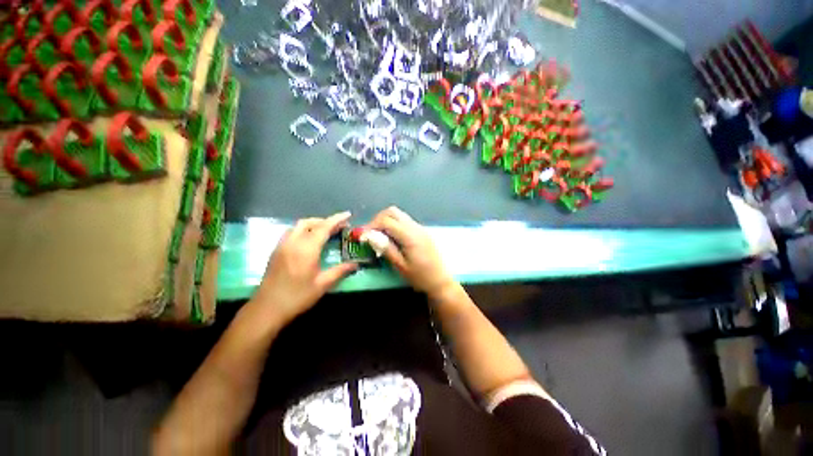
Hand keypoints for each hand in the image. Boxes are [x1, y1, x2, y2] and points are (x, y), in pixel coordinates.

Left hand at [253, 212, 357, 326]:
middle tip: (339, 226)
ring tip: (326, 231)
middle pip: (310, 222)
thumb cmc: (297, 297)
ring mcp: (282, 245)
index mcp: (306, 249)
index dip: (337, 219)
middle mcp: (293, 242)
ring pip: (298, 226)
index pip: (323, 227)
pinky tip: (309, 240)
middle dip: (325, 220)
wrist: (267, 309)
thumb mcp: (322, 284)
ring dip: (314, 224)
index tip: (348, 214)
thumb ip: (340, 271)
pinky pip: (292, 232)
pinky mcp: (276, 251)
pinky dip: (304, 230)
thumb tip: (355, 264)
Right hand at [368, 207, 455, 298]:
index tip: (363, 236)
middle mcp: (415, 227)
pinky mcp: (422, 232)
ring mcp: (420, 228)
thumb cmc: (420, 277)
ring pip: (399, 215)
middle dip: (378, 219)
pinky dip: (394, 224)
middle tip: (370, 234)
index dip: (371, 225)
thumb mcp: (401, 266)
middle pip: (393, 212)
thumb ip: (386, 248)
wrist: (441, 281)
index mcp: (410, 235)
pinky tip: (391, 238)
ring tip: (379, 236)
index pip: (386, 220)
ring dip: (386, 221)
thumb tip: (370, 235)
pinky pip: (405, 221)